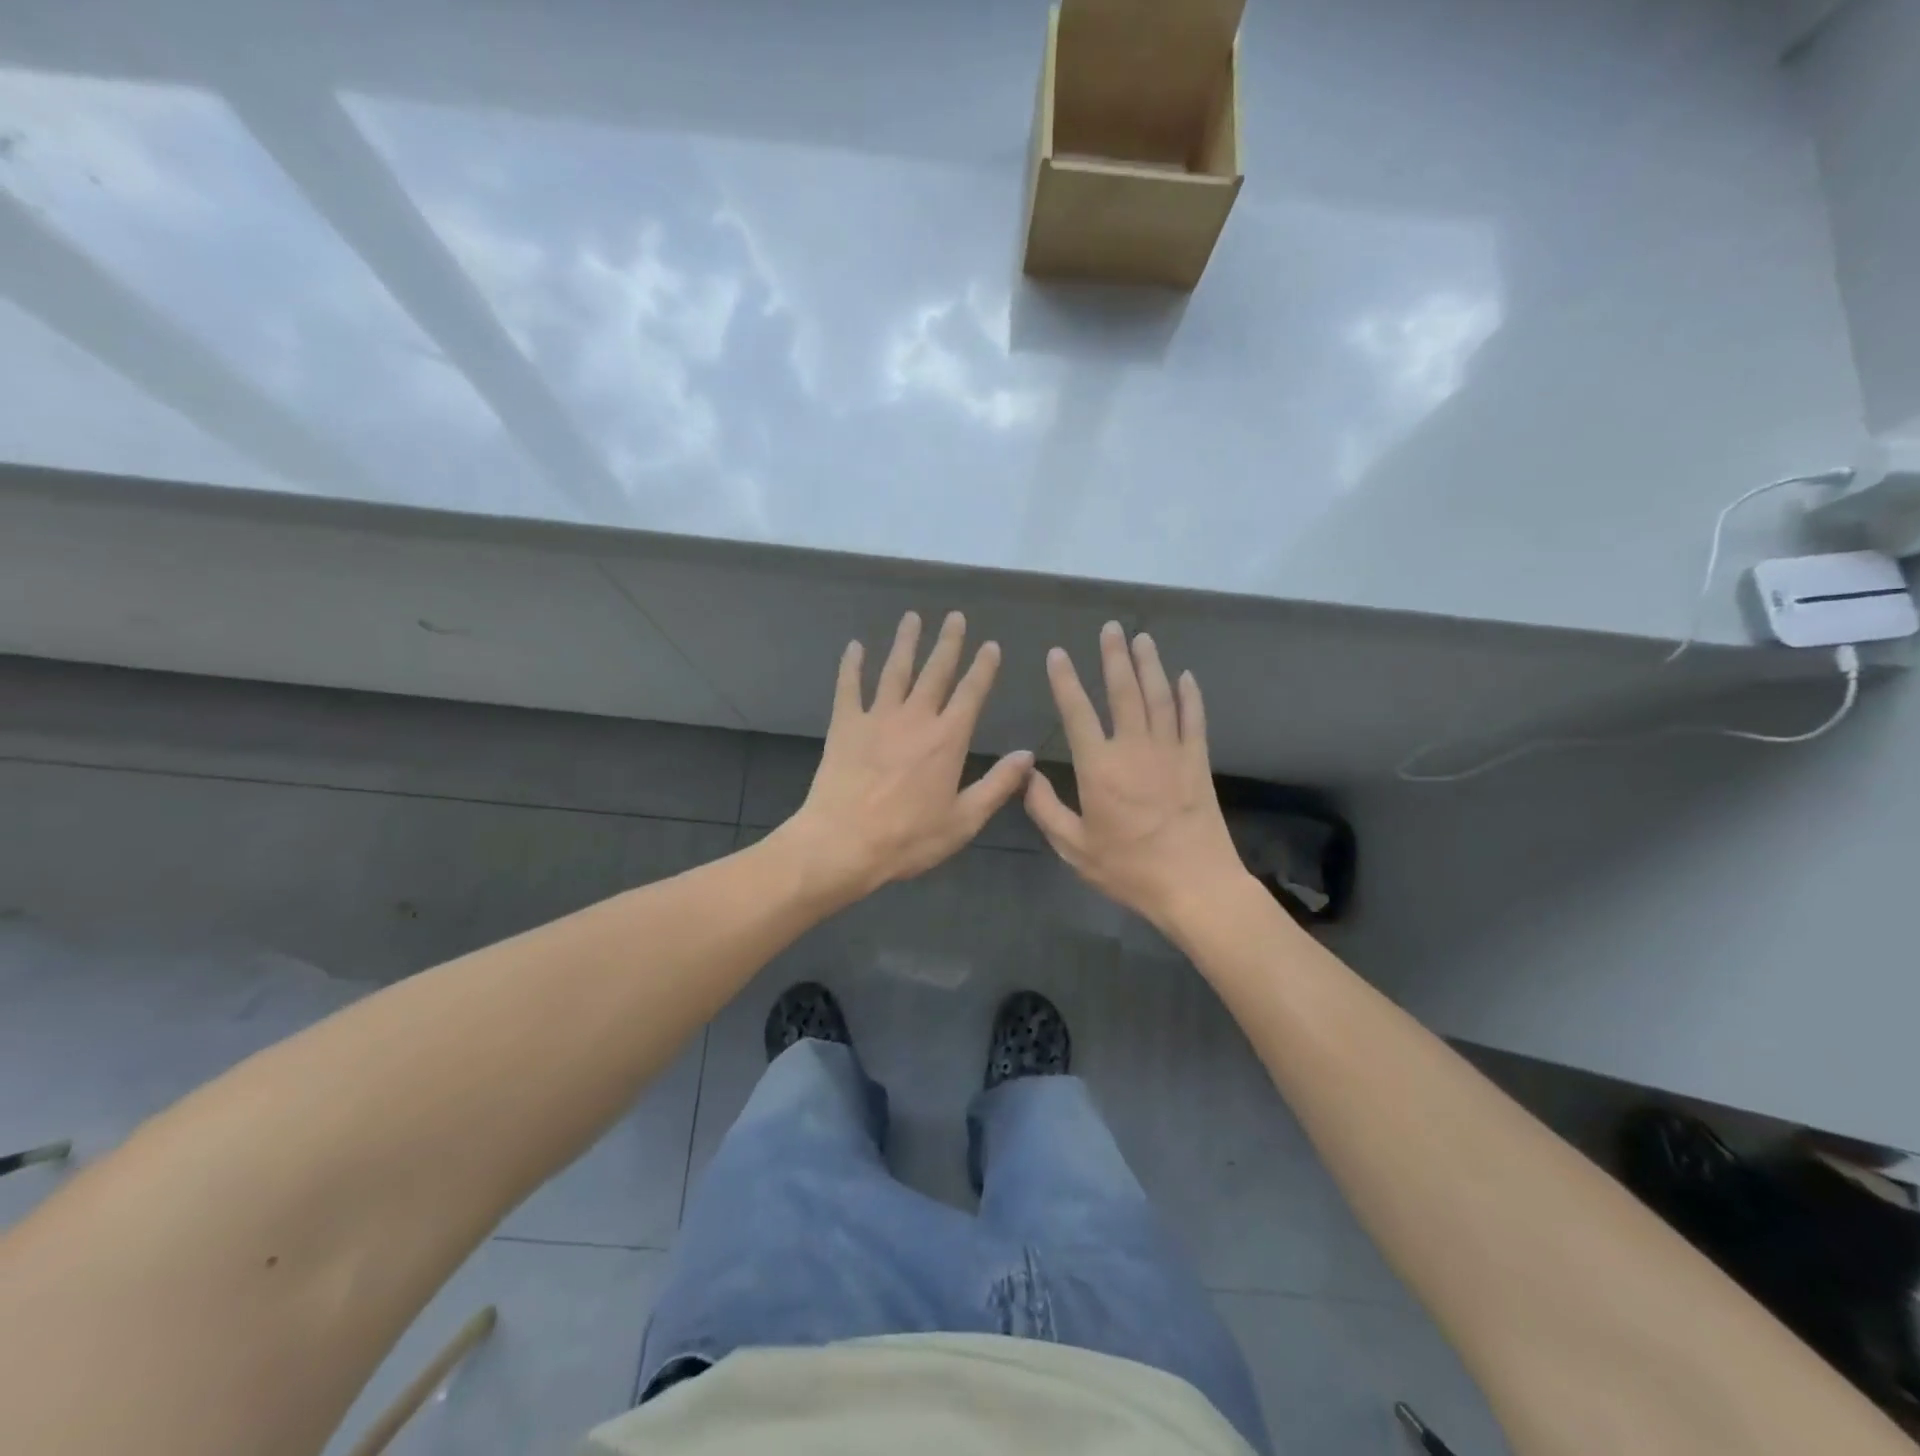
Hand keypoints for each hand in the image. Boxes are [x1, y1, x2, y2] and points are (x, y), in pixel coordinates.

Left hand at [785, 611, 1033, 900]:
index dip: (983, 668)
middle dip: (948, 642)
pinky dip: (852, 665)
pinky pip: (849, 687)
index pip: (971, 693)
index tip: (990, 645)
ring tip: (913, 617)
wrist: (843, 843)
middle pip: (935, 671)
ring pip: (895, 670)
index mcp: (947, 739)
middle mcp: (915, 718)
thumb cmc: (908, 838)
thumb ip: (997, 785)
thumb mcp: (964, 820)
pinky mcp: (845, 726)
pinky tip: (855, 647)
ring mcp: (877, 718)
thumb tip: (1027, 755)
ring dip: (906, 642)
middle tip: (955, 616)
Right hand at [1025, 622, 1246, 936]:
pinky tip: (1185, 676)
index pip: (1077, 712)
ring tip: (1142, 638)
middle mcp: (1134, 748)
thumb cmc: (1128, 868)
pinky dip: (1189, 695)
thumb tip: (1025, 776)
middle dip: (1114, 656)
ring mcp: (1171, 751)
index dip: (1064, 680)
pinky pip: (1193, 718)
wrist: (1194, 884)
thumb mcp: (1074, 847)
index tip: (1057, 654)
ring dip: (1150, 664)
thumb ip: (1046, 809)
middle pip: (1124, 691)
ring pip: (1159, 696)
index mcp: (1099, 766)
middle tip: (1111, 628)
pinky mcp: (1197, 761)